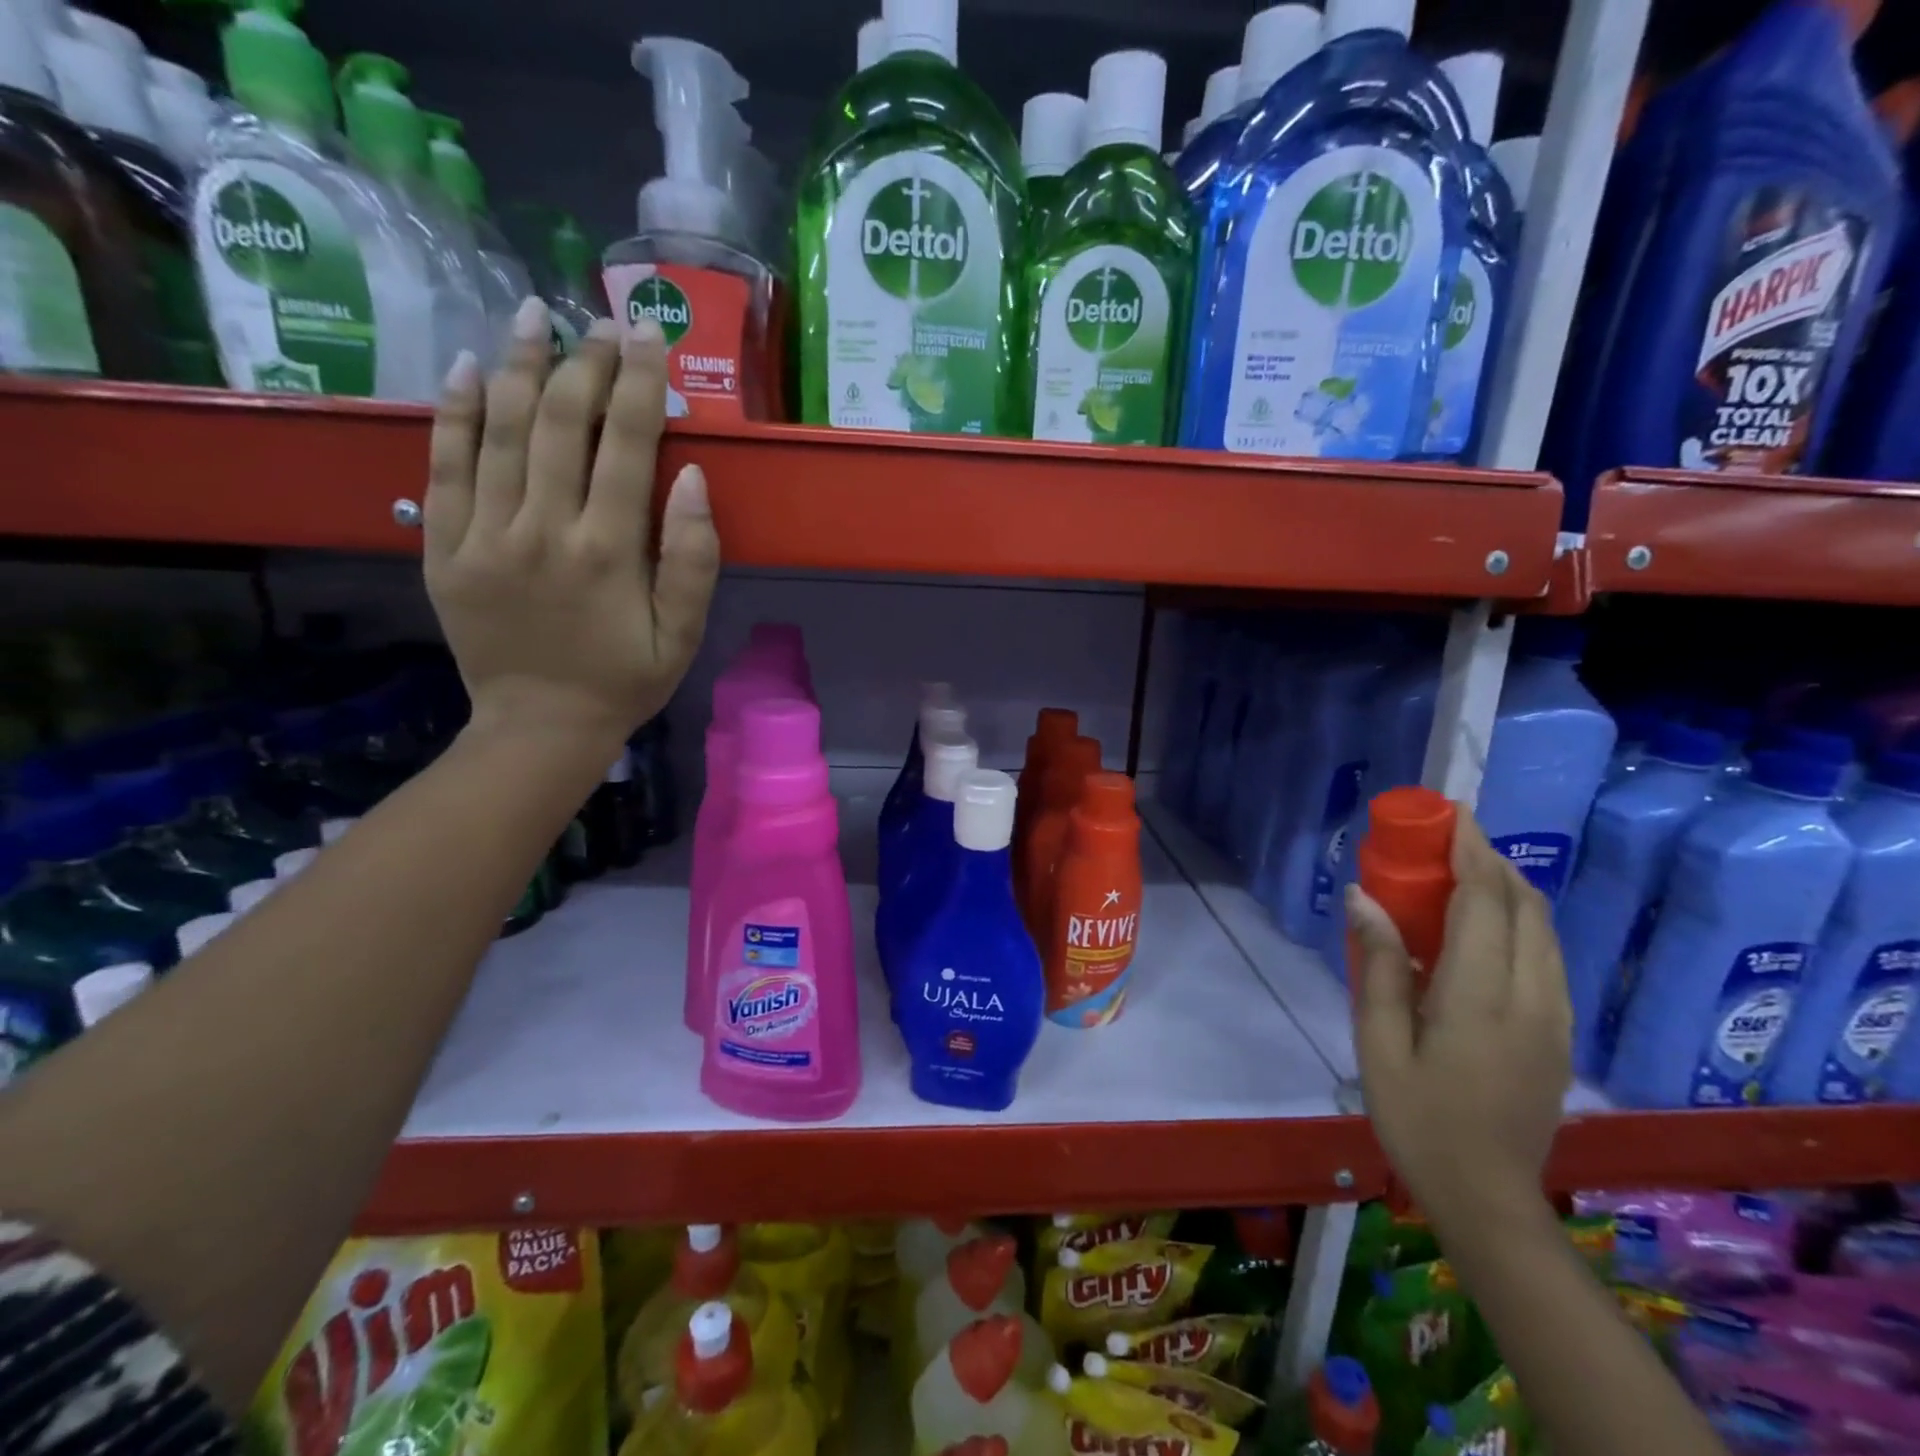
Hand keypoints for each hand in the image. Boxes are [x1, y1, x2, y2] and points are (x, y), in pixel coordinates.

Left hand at [422, 298, 719, 753]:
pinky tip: (468, 368)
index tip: (647, 335)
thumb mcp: (682, 635)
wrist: (539, 727)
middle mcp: (543, 529)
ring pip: (499, 430)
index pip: (626, 444)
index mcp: (608, 551)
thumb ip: (693, 560)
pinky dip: (454, 412)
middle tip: (599, 321)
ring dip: (519, 365)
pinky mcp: (444, 548)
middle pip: (560, 422)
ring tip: (535, 316)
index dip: (639, 382)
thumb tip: (690, 478)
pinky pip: (444, 466)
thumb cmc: (624, 681)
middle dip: (584, 361)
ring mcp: (485, 535)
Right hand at [1346, 811, 1571, 1232]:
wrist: (1488, 1197)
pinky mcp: (1559, 1033)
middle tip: (1447, 838)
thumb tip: (1364, 896)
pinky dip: (1520, 922)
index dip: (1472, 852)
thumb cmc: (1418, 1117)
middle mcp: (1531, 997)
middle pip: (1524, 907)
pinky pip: (1547, 956)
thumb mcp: (1379, 1043)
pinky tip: (1484, 927)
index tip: (1452, 815)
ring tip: (1463, 872)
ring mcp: (1555, 1017)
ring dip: (1508, 889)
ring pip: (1544, 930)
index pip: (1486, 902)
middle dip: (1491, 861)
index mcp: (1481, 997)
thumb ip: (1378, 966)